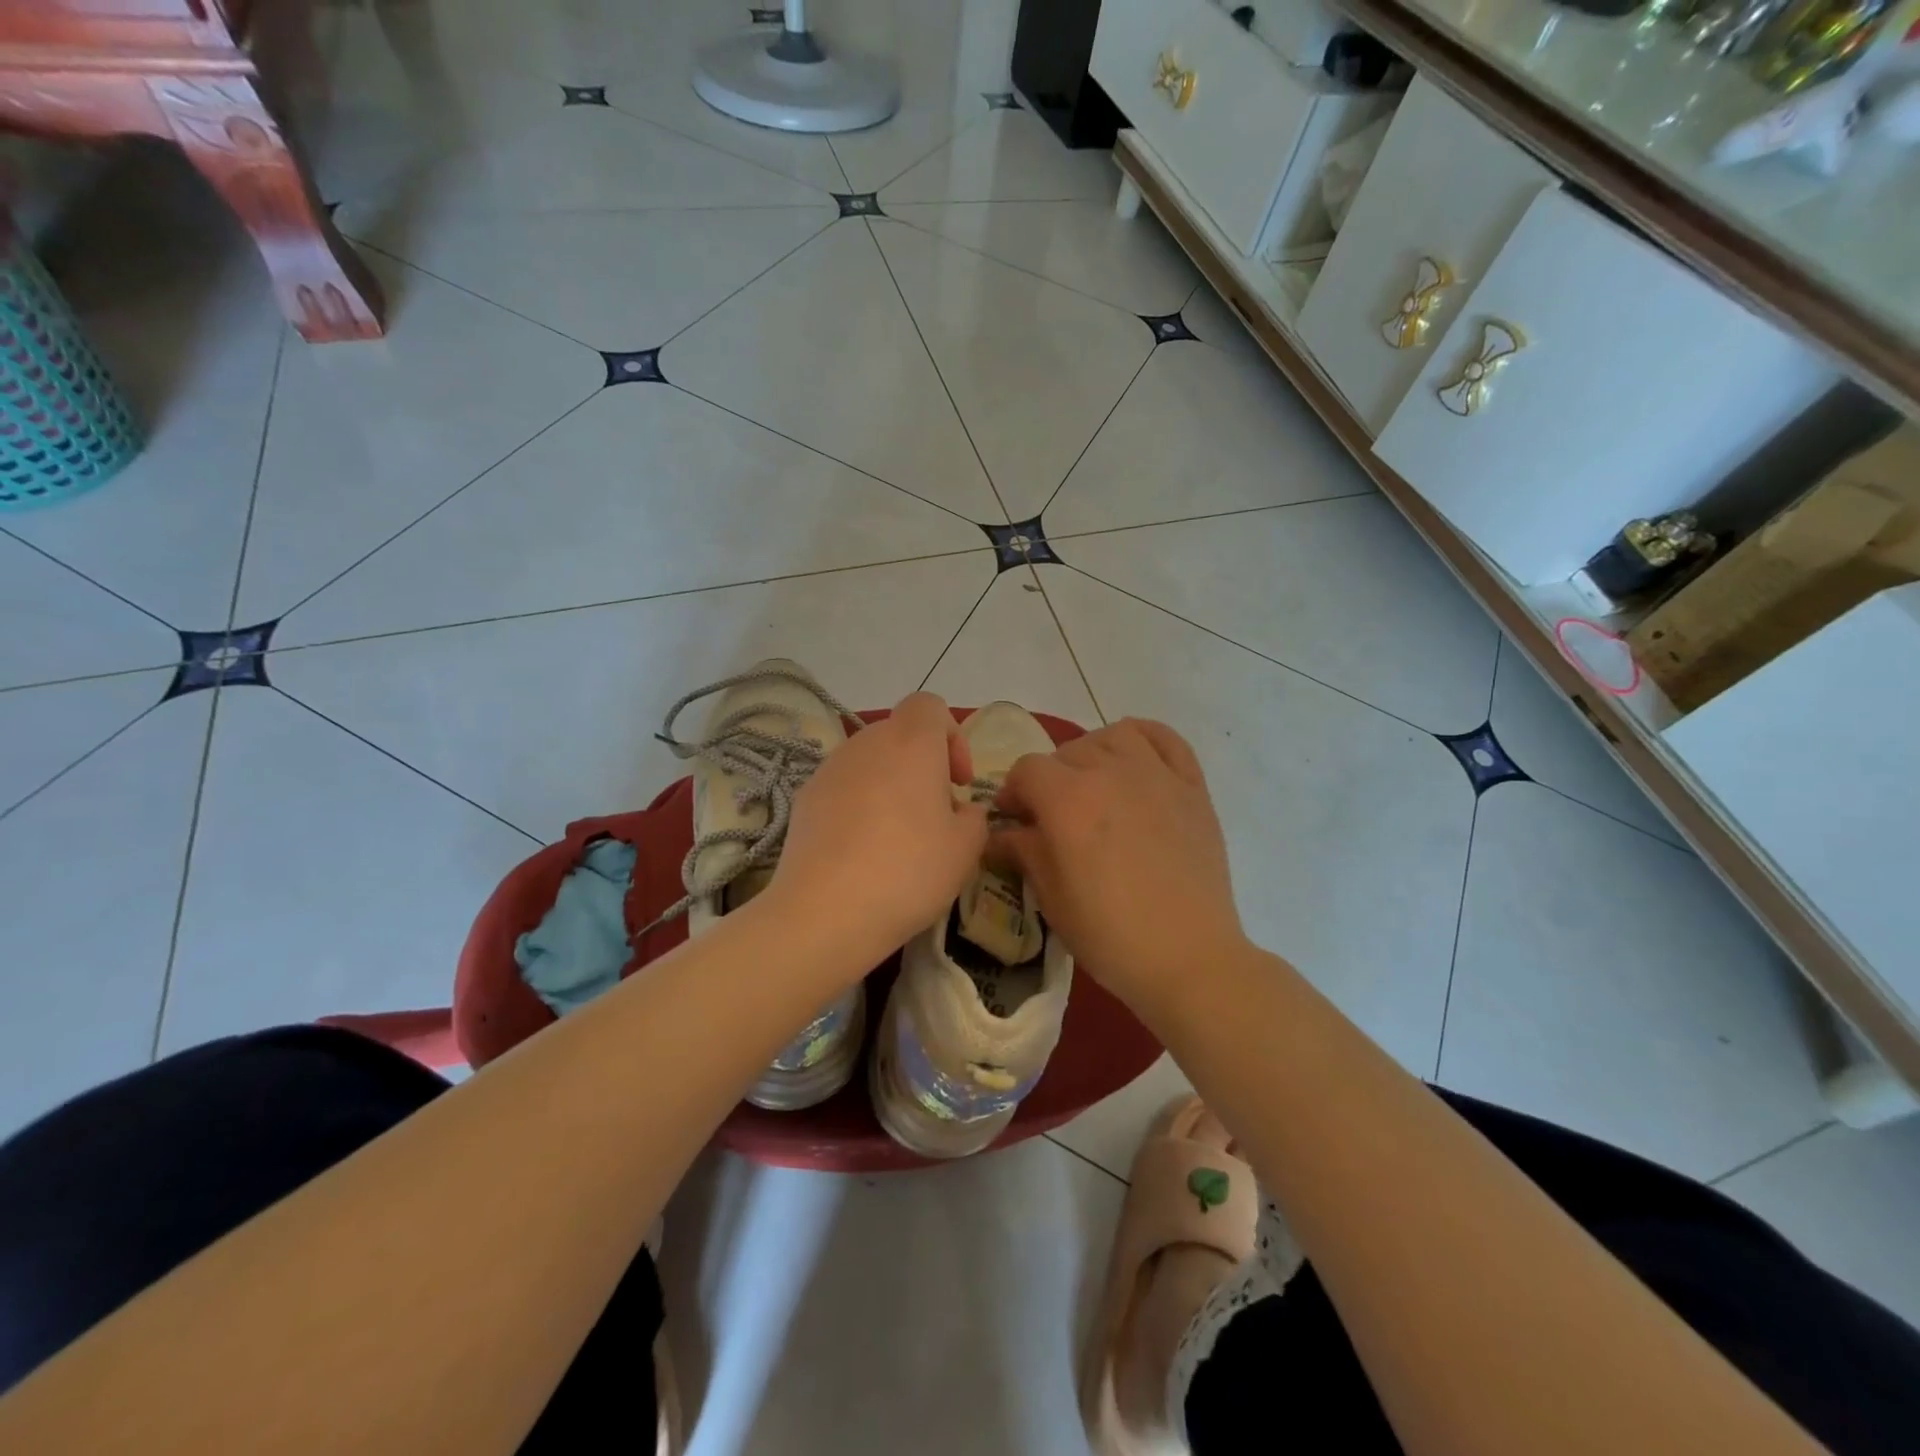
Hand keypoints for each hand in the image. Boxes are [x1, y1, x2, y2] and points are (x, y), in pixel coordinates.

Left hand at [770, 691, 988, 963]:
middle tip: (934, 814)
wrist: (825, 910)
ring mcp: (830, 768)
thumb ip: (974, 817)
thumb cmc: (909, 870)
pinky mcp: (805, 798)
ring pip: (870, 762)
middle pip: (900, 734)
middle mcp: (867, 743)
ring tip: (898, 837)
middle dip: (922, 765)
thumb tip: (959, 811)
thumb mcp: (966, 848)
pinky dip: (859, 806)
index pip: (930, 706)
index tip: (958, 782)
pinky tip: (862, 851)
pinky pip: (843, 788)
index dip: (952, 736)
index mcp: (911, 742)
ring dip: (890, 786)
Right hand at [989, 719, 1245, 1018]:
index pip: (1026, 771)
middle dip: (1049, 779)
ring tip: (1094, 785)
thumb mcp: (1051, 896)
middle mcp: (1110, 771)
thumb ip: (1023, 851)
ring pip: (1113, 736)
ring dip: (1093, 754)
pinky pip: (1166, 739)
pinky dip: (1145, 738)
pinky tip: (1135, 759)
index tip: (1013, 821)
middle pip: (1067, 752)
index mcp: (1067, 798)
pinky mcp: (1192, 786)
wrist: (1188, 957)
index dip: (1012, 793)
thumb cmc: (1109, 934)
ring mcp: (1156, 774)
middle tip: (1052, 817)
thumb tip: (1000, 833)